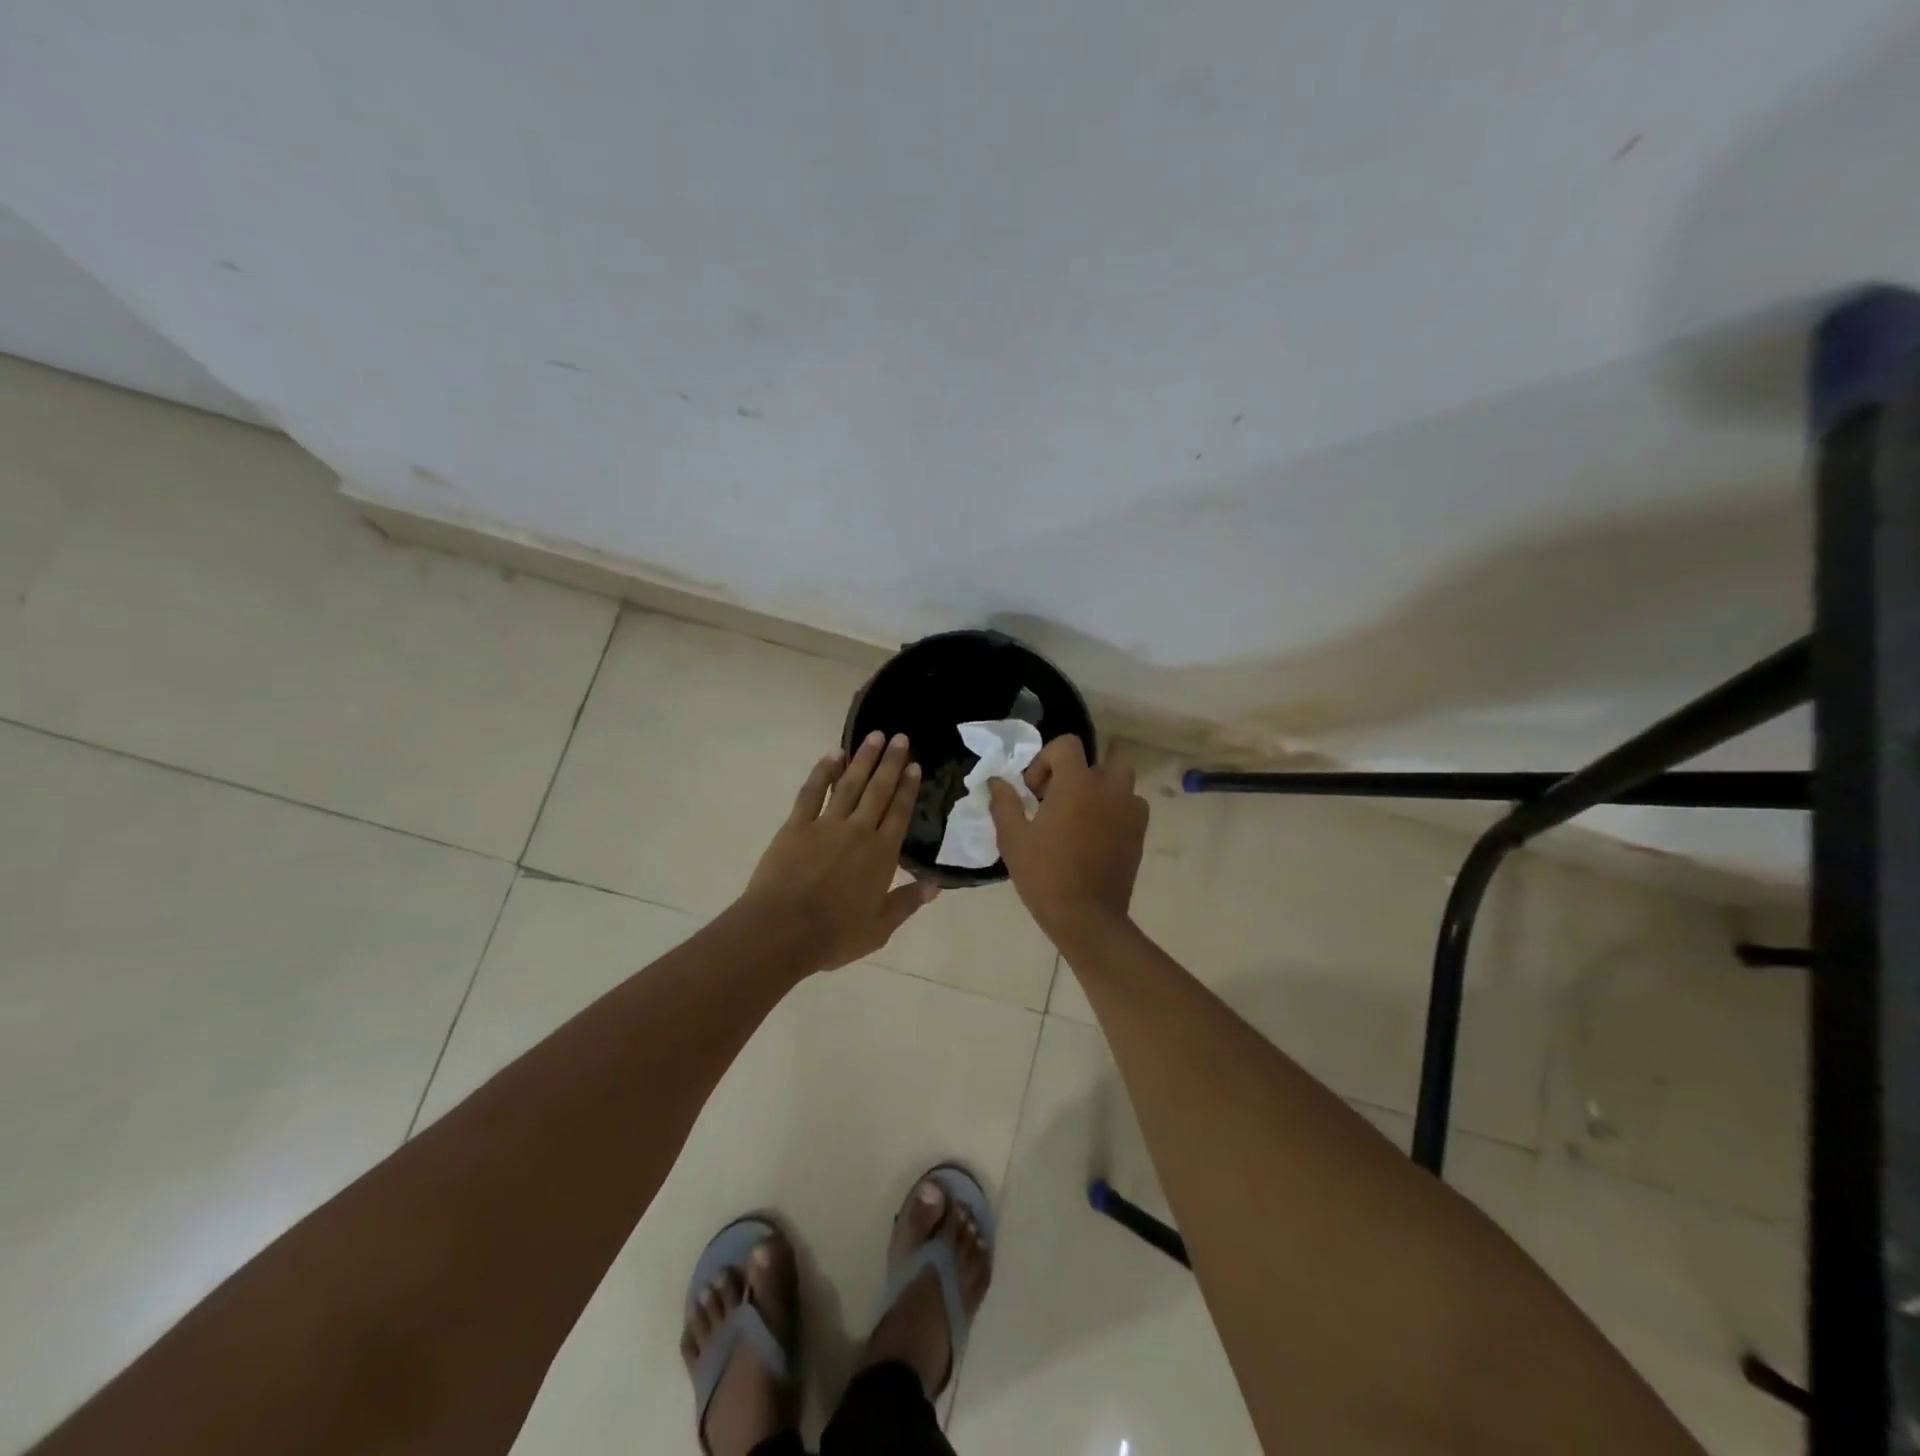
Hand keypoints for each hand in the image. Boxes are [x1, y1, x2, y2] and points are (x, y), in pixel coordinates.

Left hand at [738, 732, 937, 972]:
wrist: (781, 931)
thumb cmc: (834, 934)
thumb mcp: (879, 928)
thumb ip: (907, 903)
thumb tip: (935, 886)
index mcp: (882, 854)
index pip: (900, 812)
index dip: (908, 788)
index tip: (915, 765)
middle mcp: (858, 831)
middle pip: (878, 790)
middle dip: (891, 762)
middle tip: (900, 737)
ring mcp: (826, 825)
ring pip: (849, 784)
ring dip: (863, 759)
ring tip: (875, 736)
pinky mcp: (796, 826)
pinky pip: (812, 792)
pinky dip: (822, 771)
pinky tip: (832, 755)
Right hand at [987, 735, 1147, 940]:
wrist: (1086, 917)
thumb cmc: (1044, 874)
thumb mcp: (1013, 838)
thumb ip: (1004, 802)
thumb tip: (996, 781)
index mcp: (1077, 783)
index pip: (1067, 745)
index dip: (1045, 761)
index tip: (1034, 792)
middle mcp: (1109, 788)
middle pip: (1102, 758)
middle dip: (1080, 771)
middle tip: (1060, 797)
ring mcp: (1129, 811)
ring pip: (1120, 781)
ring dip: (1101, 788)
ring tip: (1081, 815)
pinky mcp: (1140, 833)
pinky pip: (1131, 806)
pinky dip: (1116, 810)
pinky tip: (1098, 834)